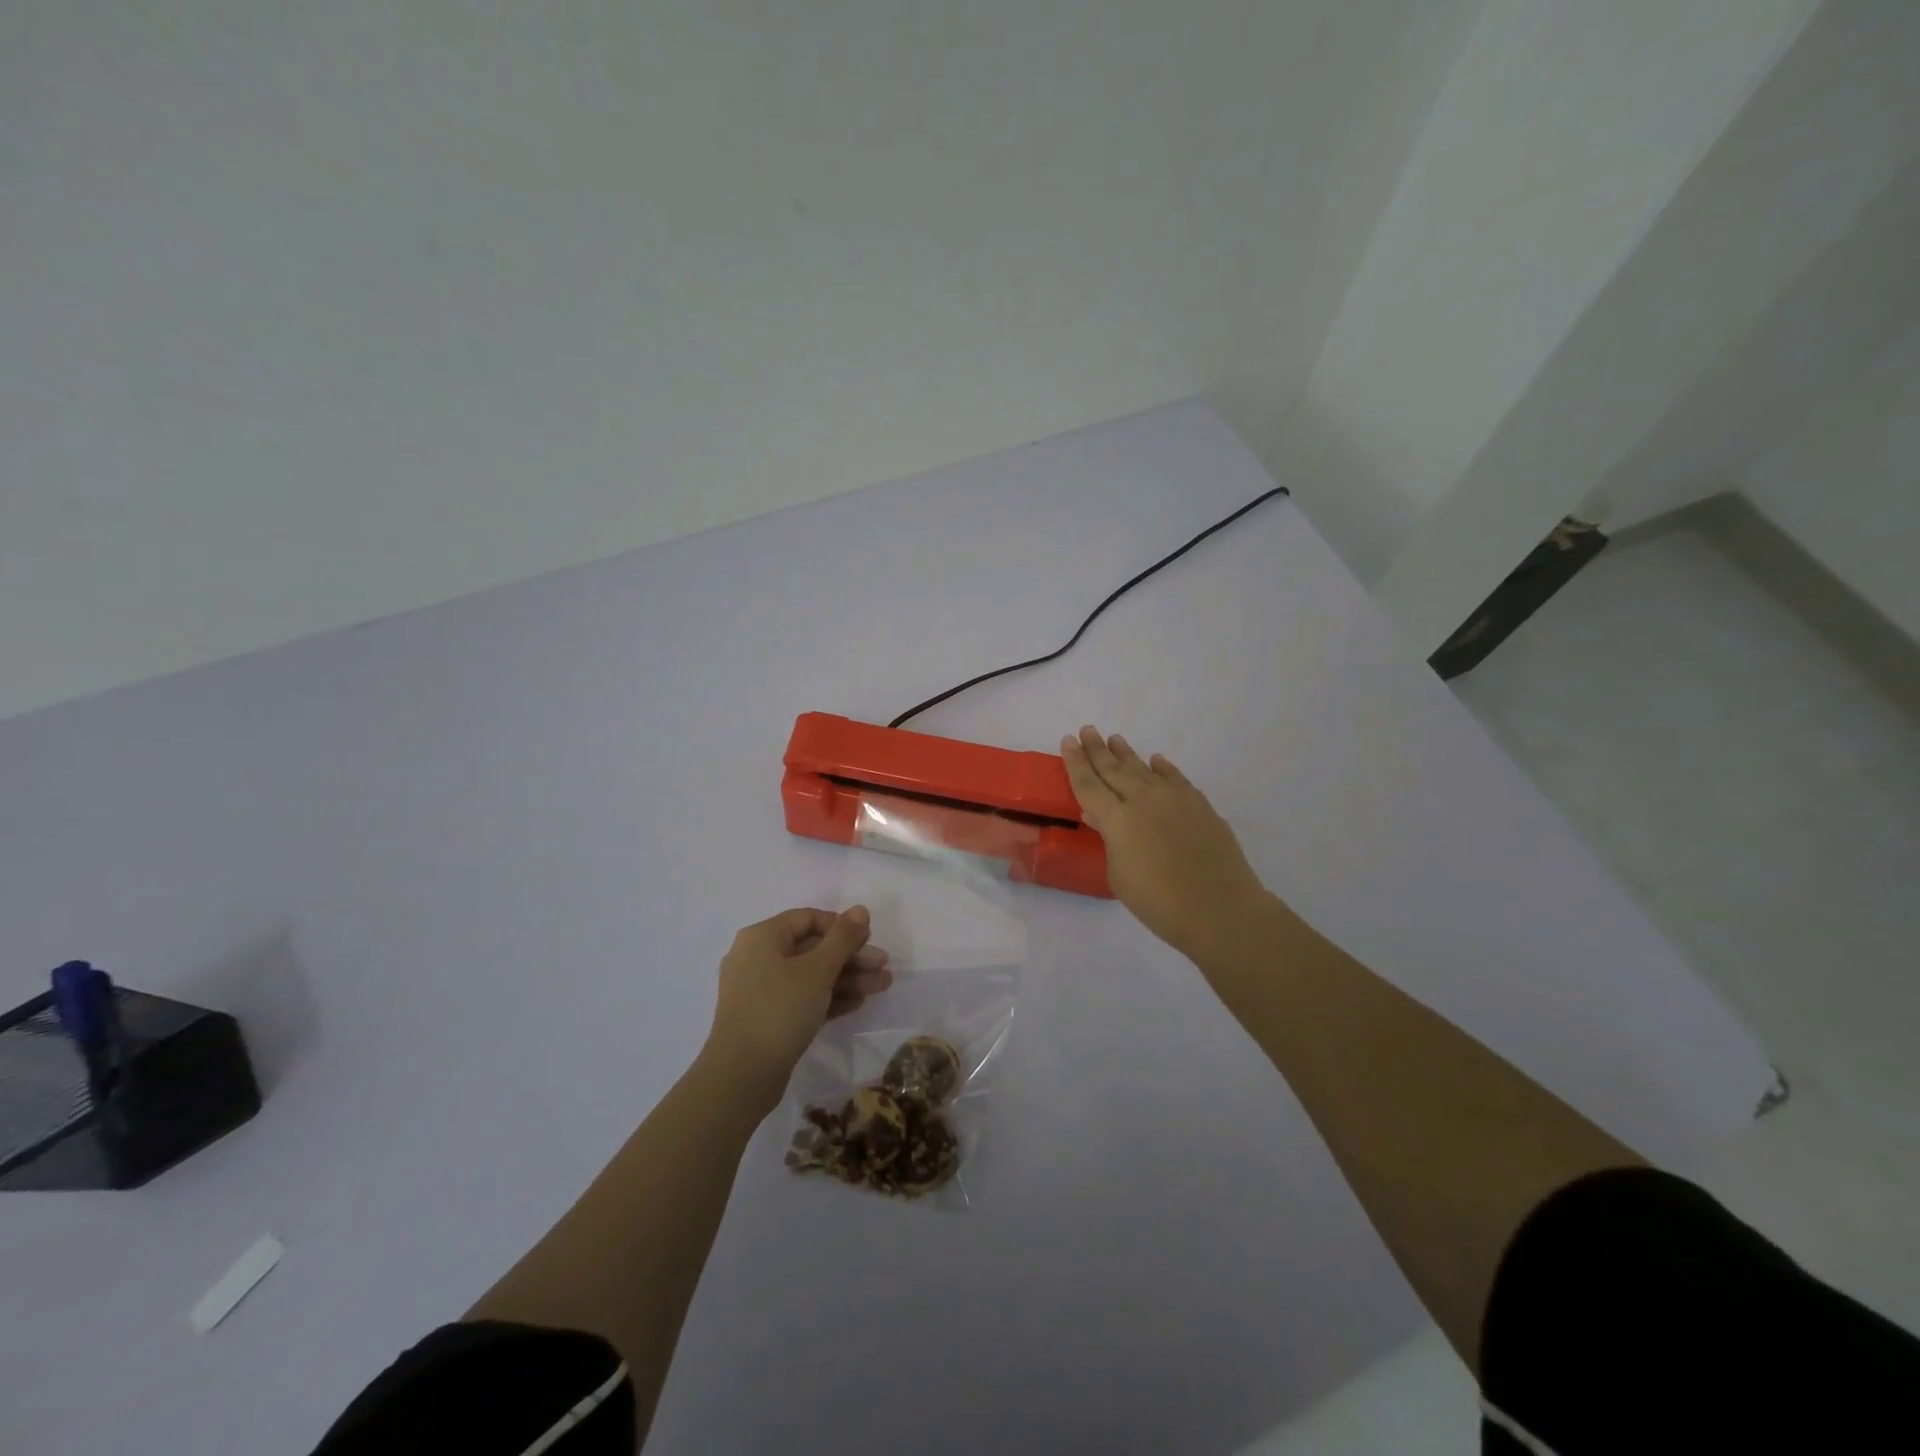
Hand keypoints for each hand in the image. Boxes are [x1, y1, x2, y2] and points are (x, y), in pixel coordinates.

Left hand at [705, 906, 891, 1106]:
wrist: (741, 1076)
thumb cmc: (779, 1010)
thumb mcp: (817, 970)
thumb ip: (843, 938)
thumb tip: (861, 909)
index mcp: (762, 937)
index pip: (808, 919)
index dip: (841, 926)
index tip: (869, 940)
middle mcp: (757, 957)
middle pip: (812, 948)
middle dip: (851, 957)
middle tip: (883, 966)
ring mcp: (760, 990)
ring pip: (810, 975)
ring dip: (847, 978)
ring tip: (882, 986)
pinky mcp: (766, 1017)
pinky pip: (802, 997)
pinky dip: (828, 997)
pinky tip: (858, 1003)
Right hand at [1062, 726, 1272, 962]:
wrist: (1219, 907)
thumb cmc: (1159, 902)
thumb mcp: (1119, 876)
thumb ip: (1109, 840)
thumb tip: (1099, 816)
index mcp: (1117, 819)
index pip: (1088, 784)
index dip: (1076, 762)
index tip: (1068, 741)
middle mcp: (1143, 799)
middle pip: (1114, 769)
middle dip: (1097, 749)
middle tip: (1087, 731)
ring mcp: (1174, 799)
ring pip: (1144, 768)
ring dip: (1126, 754)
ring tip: (1114, 739)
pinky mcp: (1199, 805)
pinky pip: (1175, 778)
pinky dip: (1163, 768)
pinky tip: (1156, 761)